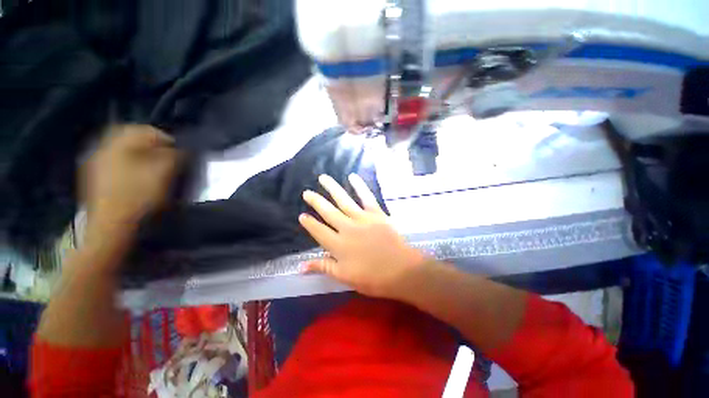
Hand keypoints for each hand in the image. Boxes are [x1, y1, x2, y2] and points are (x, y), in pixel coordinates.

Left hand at [83, 125, 181, 238]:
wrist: (111, 226)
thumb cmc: (139, 197)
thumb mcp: (163, 174)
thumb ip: (174, 156)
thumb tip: (181, 149)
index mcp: (119, 144)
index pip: (145, 130)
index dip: (166, 138)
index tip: (179, 151)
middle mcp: (104, 148)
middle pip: (130, 136)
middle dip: (150, 143)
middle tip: (166, 155)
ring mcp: (95, 163)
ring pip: (121, 148)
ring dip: (139, 152)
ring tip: (153, 165)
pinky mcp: (94, 177)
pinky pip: (114, 160)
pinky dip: (128, 162)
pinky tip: (136, 174)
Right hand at [299, 174, 426, 297]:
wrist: (401, 270)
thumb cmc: (372, 277)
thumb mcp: (344, 277)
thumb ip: (323, 267)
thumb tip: (300, 266)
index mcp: (338, 245)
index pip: (319, 231)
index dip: (309, 223)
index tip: (302, 215)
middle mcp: (347, 228)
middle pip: (328, 212)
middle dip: (316, 201)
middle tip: (306, 192)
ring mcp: (362, 218)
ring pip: (343, 200)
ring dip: (332, 188)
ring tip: (323, 178)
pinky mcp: (376, 213)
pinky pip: (366, 196)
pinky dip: (359, 186)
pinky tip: (352, 176)